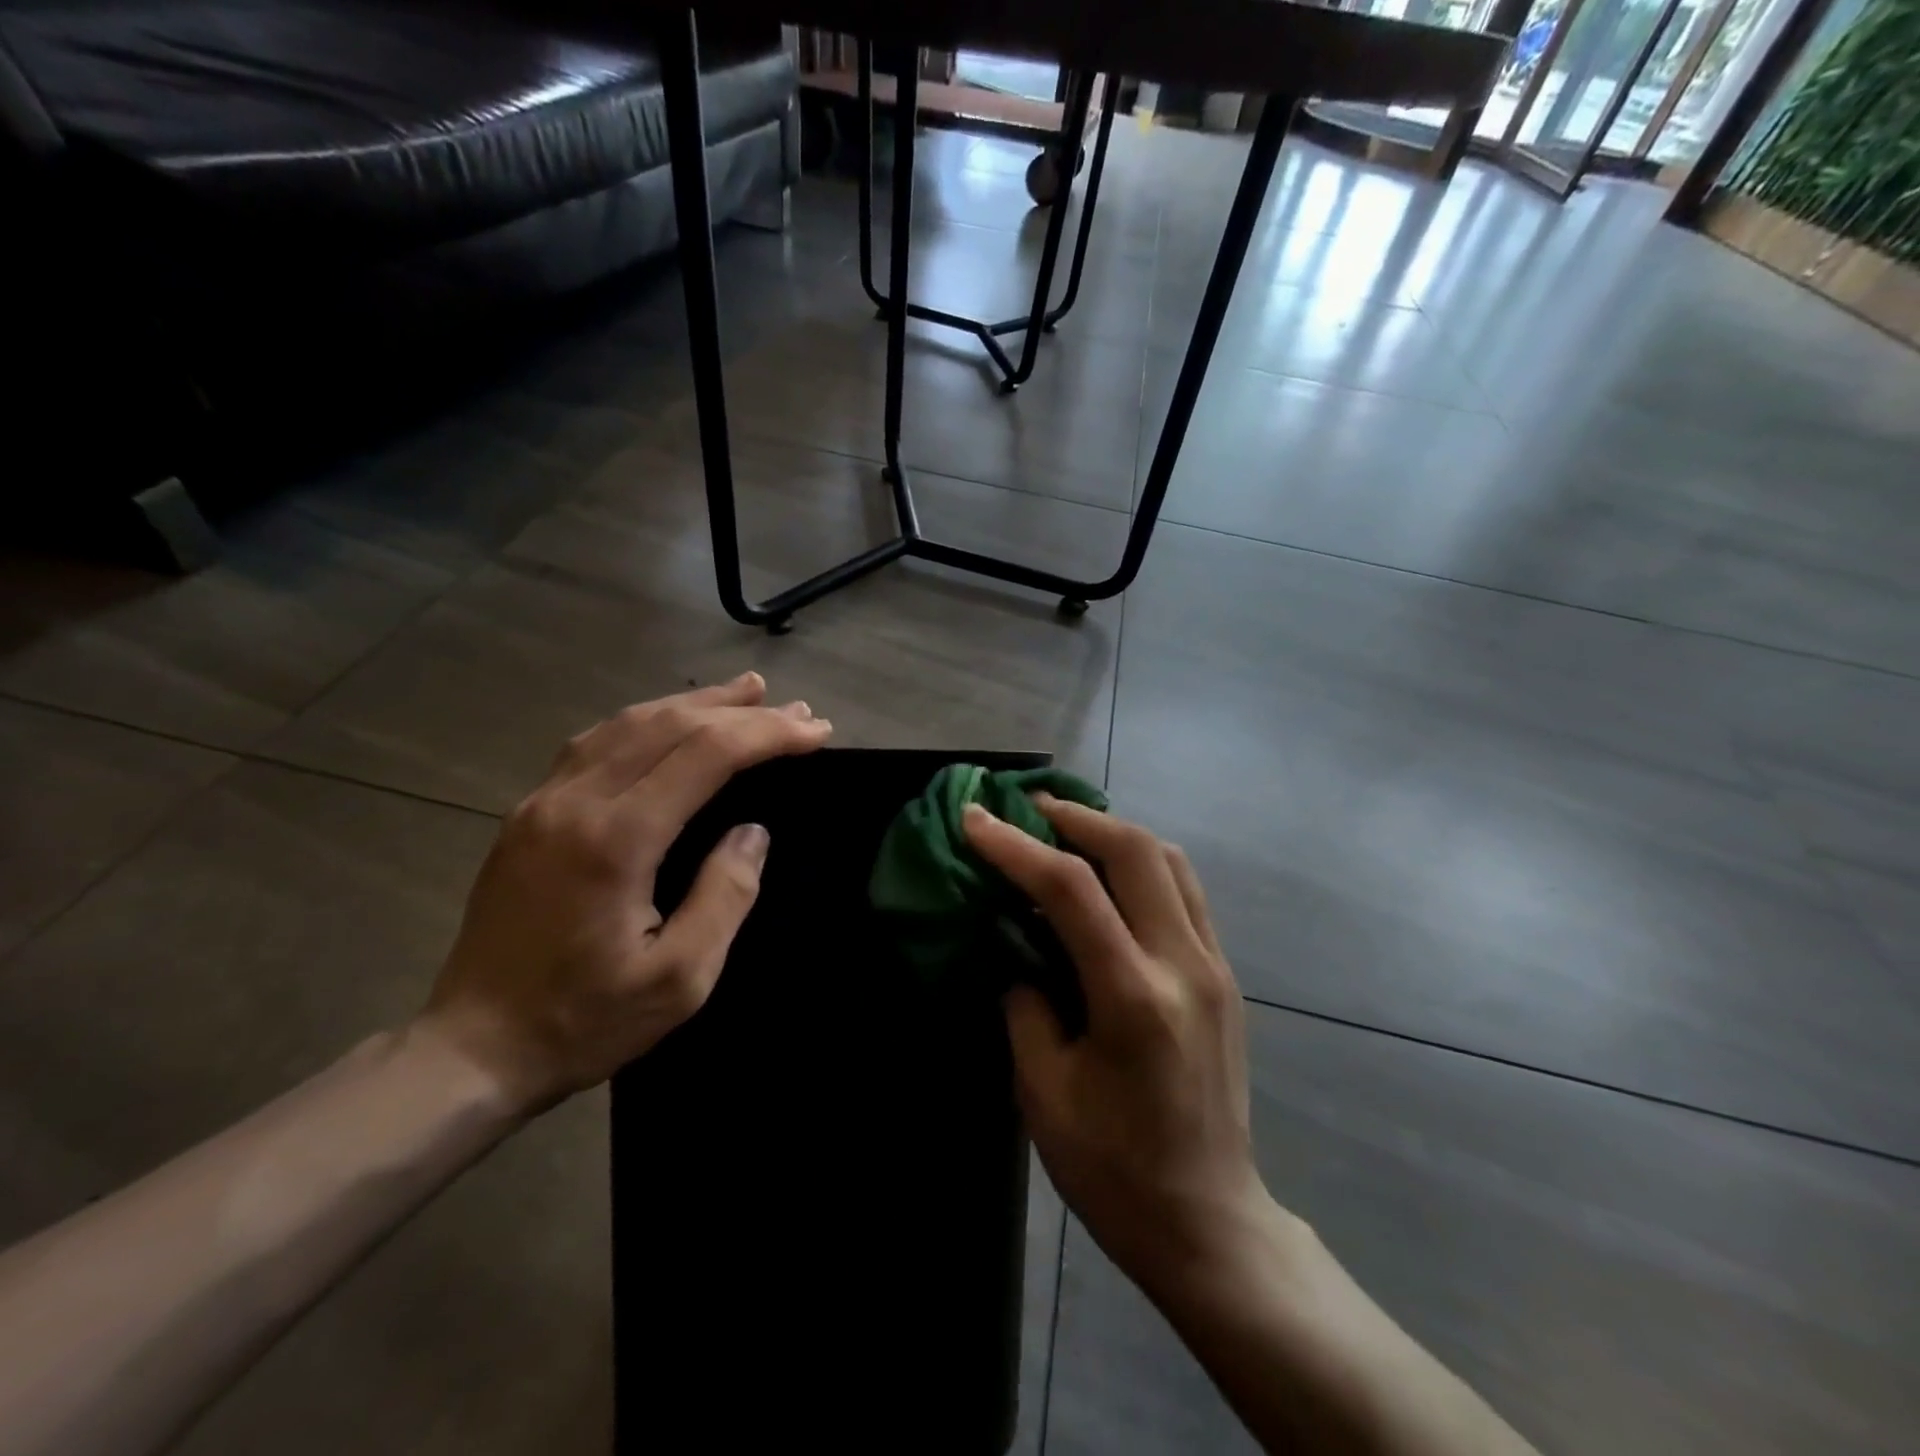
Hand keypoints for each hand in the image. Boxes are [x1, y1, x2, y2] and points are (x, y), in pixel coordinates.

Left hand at [419, 673, 832, 1114]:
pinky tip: (669, 719)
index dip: (767, 735)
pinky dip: (646, 719)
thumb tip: (752, 832)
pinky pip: (596, 742)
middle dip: (741, 712)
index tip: (815, 731)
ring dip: (694, 703)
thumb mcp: (679, 979)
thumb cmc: (585, 1020)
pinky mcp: (529, 812)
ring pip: (629, 723)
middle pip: (670, 726)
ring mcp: (543, 801)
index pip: (705, 754)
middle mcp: (575, 802)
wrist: (472, 1048)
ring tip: (746, 692)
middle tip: (795, 710)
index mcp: (616, 839)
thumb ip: (724, 896)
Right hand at [963, 795, 1268, 1293]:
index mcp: (1133, 998)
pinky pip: (1185, 891)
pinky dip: (1143, 863)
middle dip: (1075, 816)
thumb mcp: (1043, 1092)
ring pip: (1170, 860)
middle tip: (1028, 810)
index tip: (974, 817)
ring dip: (1114, 832)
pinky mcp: (1225, 975)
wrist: (1209, 1222)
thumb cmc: (1114, 1170)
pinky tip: (1110, 877)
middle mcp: (1184, 965)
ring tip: (1067, 832)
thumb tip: (1016, 945)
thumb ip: (1025, 1003)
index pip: (1072, 889)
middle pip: (1136, 850)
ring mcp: (1215, 966)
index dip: (1016, 845)